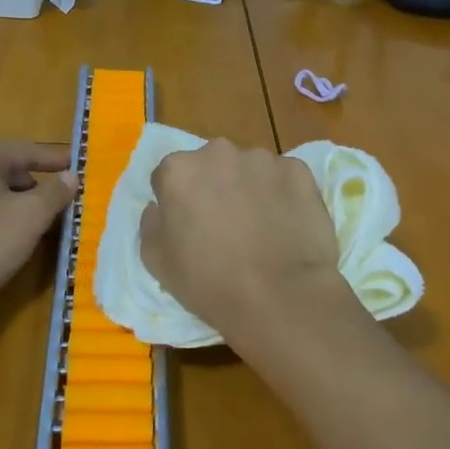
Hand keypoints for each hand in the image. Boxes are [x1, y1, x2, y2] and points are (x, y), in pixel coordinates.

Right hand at [139, 138, 361, 356]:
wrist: (280, 296)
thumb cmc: (209, 282)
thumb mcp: (156, 262)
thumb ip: (151, 223)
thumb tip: (160, 206)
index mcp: (179, 170)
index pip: (170, 176)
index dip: (178, 202)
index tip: (189, 227)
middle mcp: (219, 152)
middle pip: (211, 166)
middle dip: (214, 187)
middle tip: (225, 226)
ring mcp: (262, 158)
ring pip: (249, 169)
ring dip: (250, 189)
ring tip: (261, 229)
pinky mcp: (298, 170)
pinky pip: (283, 178)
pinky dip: (283, 195)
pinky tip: (287, 226)